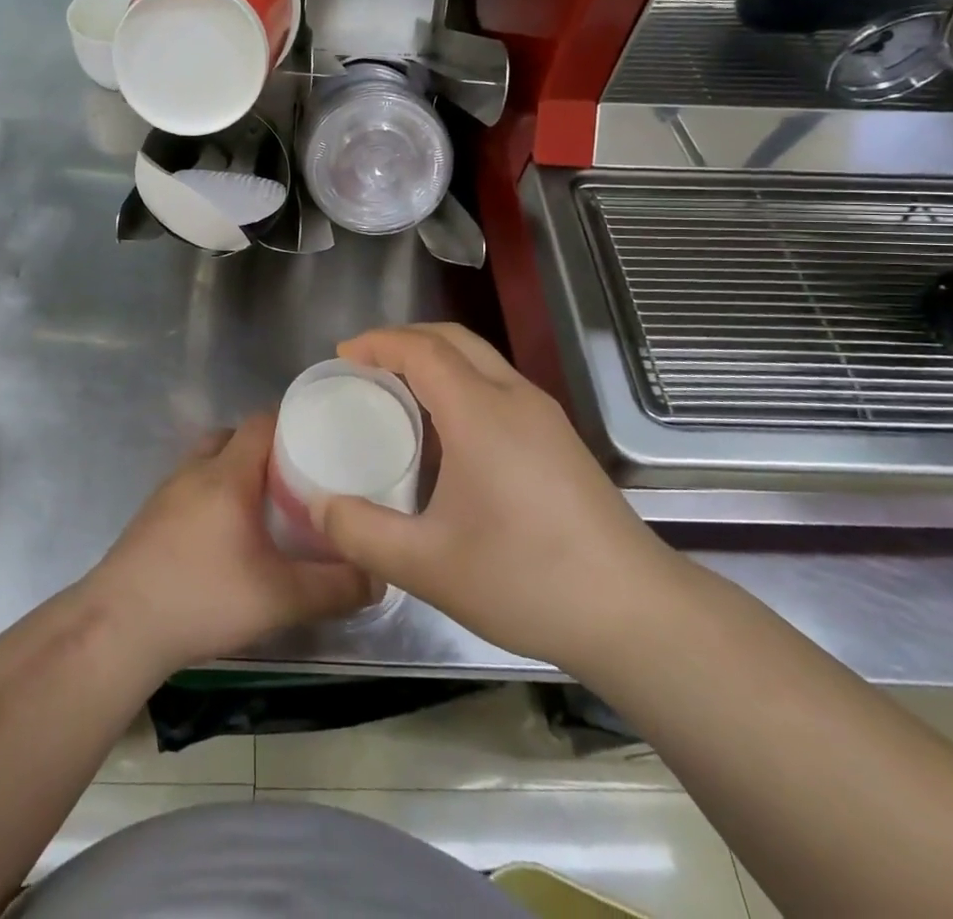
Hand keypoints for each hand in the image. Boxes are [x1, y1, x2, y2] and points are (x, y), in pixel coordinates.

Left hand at [85, 414, 372, 677]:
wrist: (118, 627)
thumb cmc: (201, 598)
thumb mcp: (279, 598)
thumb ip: (333, 587)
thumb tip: (377, 576)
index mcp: (227, 474)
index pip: (262, 422)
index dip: (293, 422)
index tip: (323, 440)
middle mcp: (195, 470)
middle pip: (234, 437)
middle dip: (267, 449)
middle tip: (299, 478)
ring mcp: (167, 491)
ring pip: (209, 460)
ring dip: (236, 471)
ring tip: (266, 506)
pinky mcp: (151, 516)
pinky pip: (191, 486)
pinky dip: (213, 494)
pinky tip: (226, 535)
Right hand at [316, 323, 680, 669]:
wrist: (636, 613)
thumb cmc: (526, 579)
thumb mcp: (427, 565)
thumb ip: (361, 532)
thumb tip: (317, 504)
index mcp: (480, 412)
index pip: (422, 349)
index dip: (378, 342)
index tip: (343, 356)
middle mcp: (514, 398)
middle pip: (453, 339)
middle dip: (404, 339)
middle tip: (365, 365)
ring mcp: (544, 416)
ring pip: (480, 359)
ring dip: (434, 358)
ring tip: (398, 391)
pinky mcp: (560, 438)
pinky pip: (498, 384)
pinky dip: (460, 381)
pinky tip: (447, 430)